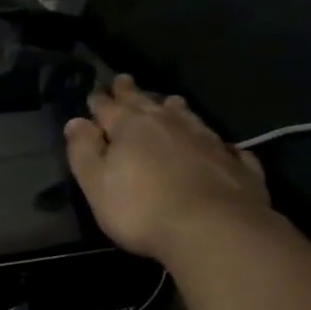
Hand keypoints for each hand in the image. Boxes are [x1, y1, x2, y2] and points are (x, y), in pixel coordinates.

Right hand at [63, 75, 271, 263]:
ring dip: (173, 108)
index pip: (109, 106)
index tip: (95, 91)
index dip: (99, 100)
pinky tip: (217, 145)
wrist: (213, 229)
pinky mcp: (235, 163)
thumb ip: (83, 150)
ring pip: (186, 116)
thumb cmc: (140, 208)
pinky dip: (212, 141)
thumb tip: (76, 121)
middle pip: (147, 103)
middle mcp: (170, 124)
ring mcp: (207, 140)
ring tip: (169, 102)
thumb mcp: (95, 182)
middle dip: (132, 92)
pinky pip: (221, 145)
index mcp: (131, 127)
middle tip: (124, 80)